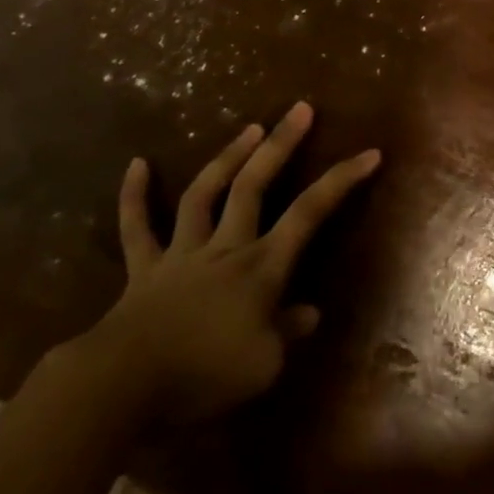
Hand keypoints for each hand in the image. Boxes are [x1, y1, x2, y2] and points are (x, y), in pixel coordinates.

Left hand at [72, 102, 380, 425]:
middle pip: (255, 185)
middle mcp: (225, 247)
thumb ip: (287, 333)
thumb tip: (310, 313)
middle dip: (280, 144)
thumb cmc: (202, 378)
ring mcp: (182, 252)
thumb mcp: (262, 368)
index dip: (341, 181)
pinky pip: (137, 227)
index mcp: (260, 268)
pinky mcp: (144, 268)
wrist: (124, 386)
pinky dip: (134, 196)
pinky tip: (137, 164)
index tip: (370, 153)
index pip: (310, 214)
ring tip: (250, 127)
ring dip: (228, 157)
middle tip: (300, 108)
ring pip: (205, 193)